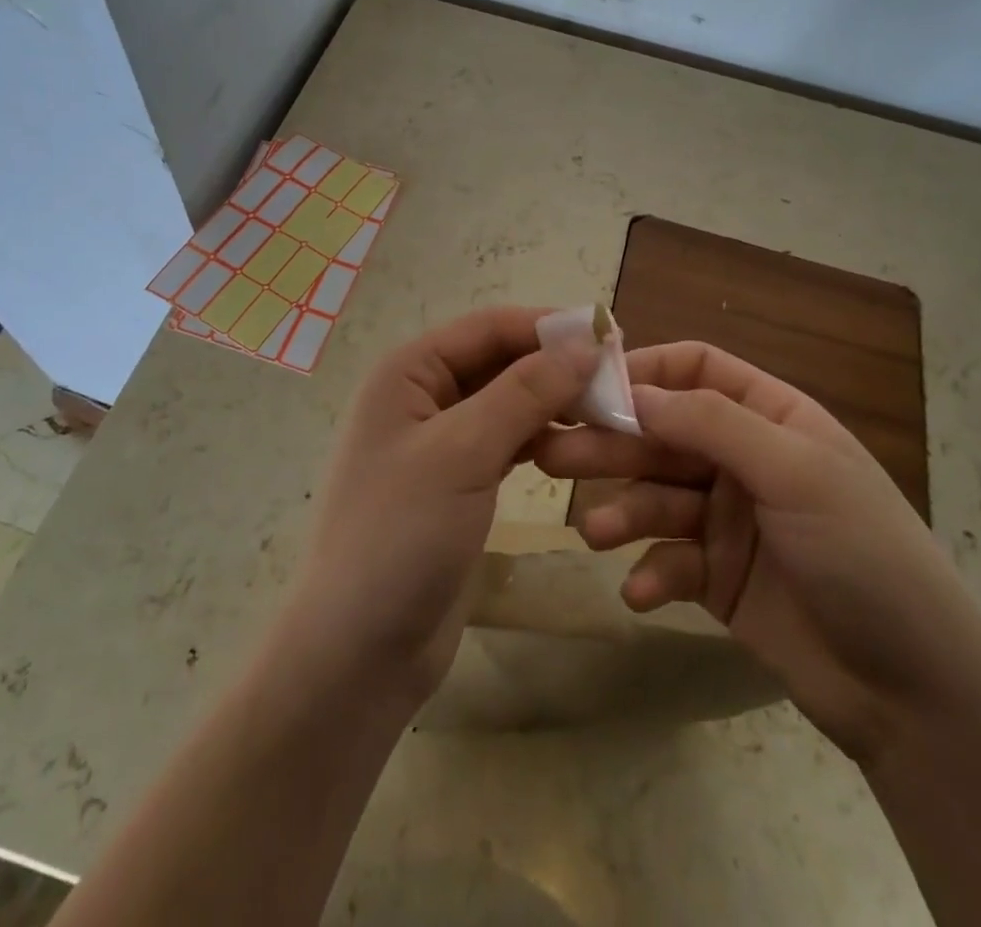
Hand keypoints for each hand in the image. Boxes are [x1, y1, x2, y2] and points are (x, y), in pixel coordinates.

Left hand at [278, 307, 599, 707]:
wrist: (358, 653)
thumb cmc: (400, 536)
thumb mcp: (463, 452)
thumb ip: (524, 392)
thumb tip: (584, 342)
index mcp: (409, 371)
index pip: (489, 326)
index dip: (550, 327)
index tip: (614, 337)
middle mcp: (422, 395)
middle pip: (500, 360)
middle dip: (555, 365)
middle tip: (621, 380)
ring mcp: (440, 441)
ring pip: (507, 400)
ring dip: (553, 401)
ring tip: (609, 411)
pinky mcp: (458, 481)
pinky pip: (506, 440)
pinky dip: (541, 436)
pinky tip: (577, 444)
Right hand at [535, 341, 980, 762]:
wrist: (916, 695)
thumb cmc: (863, 555)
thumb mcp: (795, 473)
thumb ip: (713, 424)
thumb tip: (634, 392)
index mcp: (771, 418)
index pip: (696, 370)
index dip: (644, 371)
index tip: (588, 387)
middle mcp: (744, 460)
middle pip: (663, 434)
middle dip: (613, 444)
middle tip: (554, 456)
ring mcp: (728, 521)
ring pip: (656, 497)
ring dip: (624, 511)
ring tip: (596, 533)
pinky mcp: (717, 579)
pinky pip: (669, 561)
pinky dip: (651, 572)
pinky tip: (642, 592)